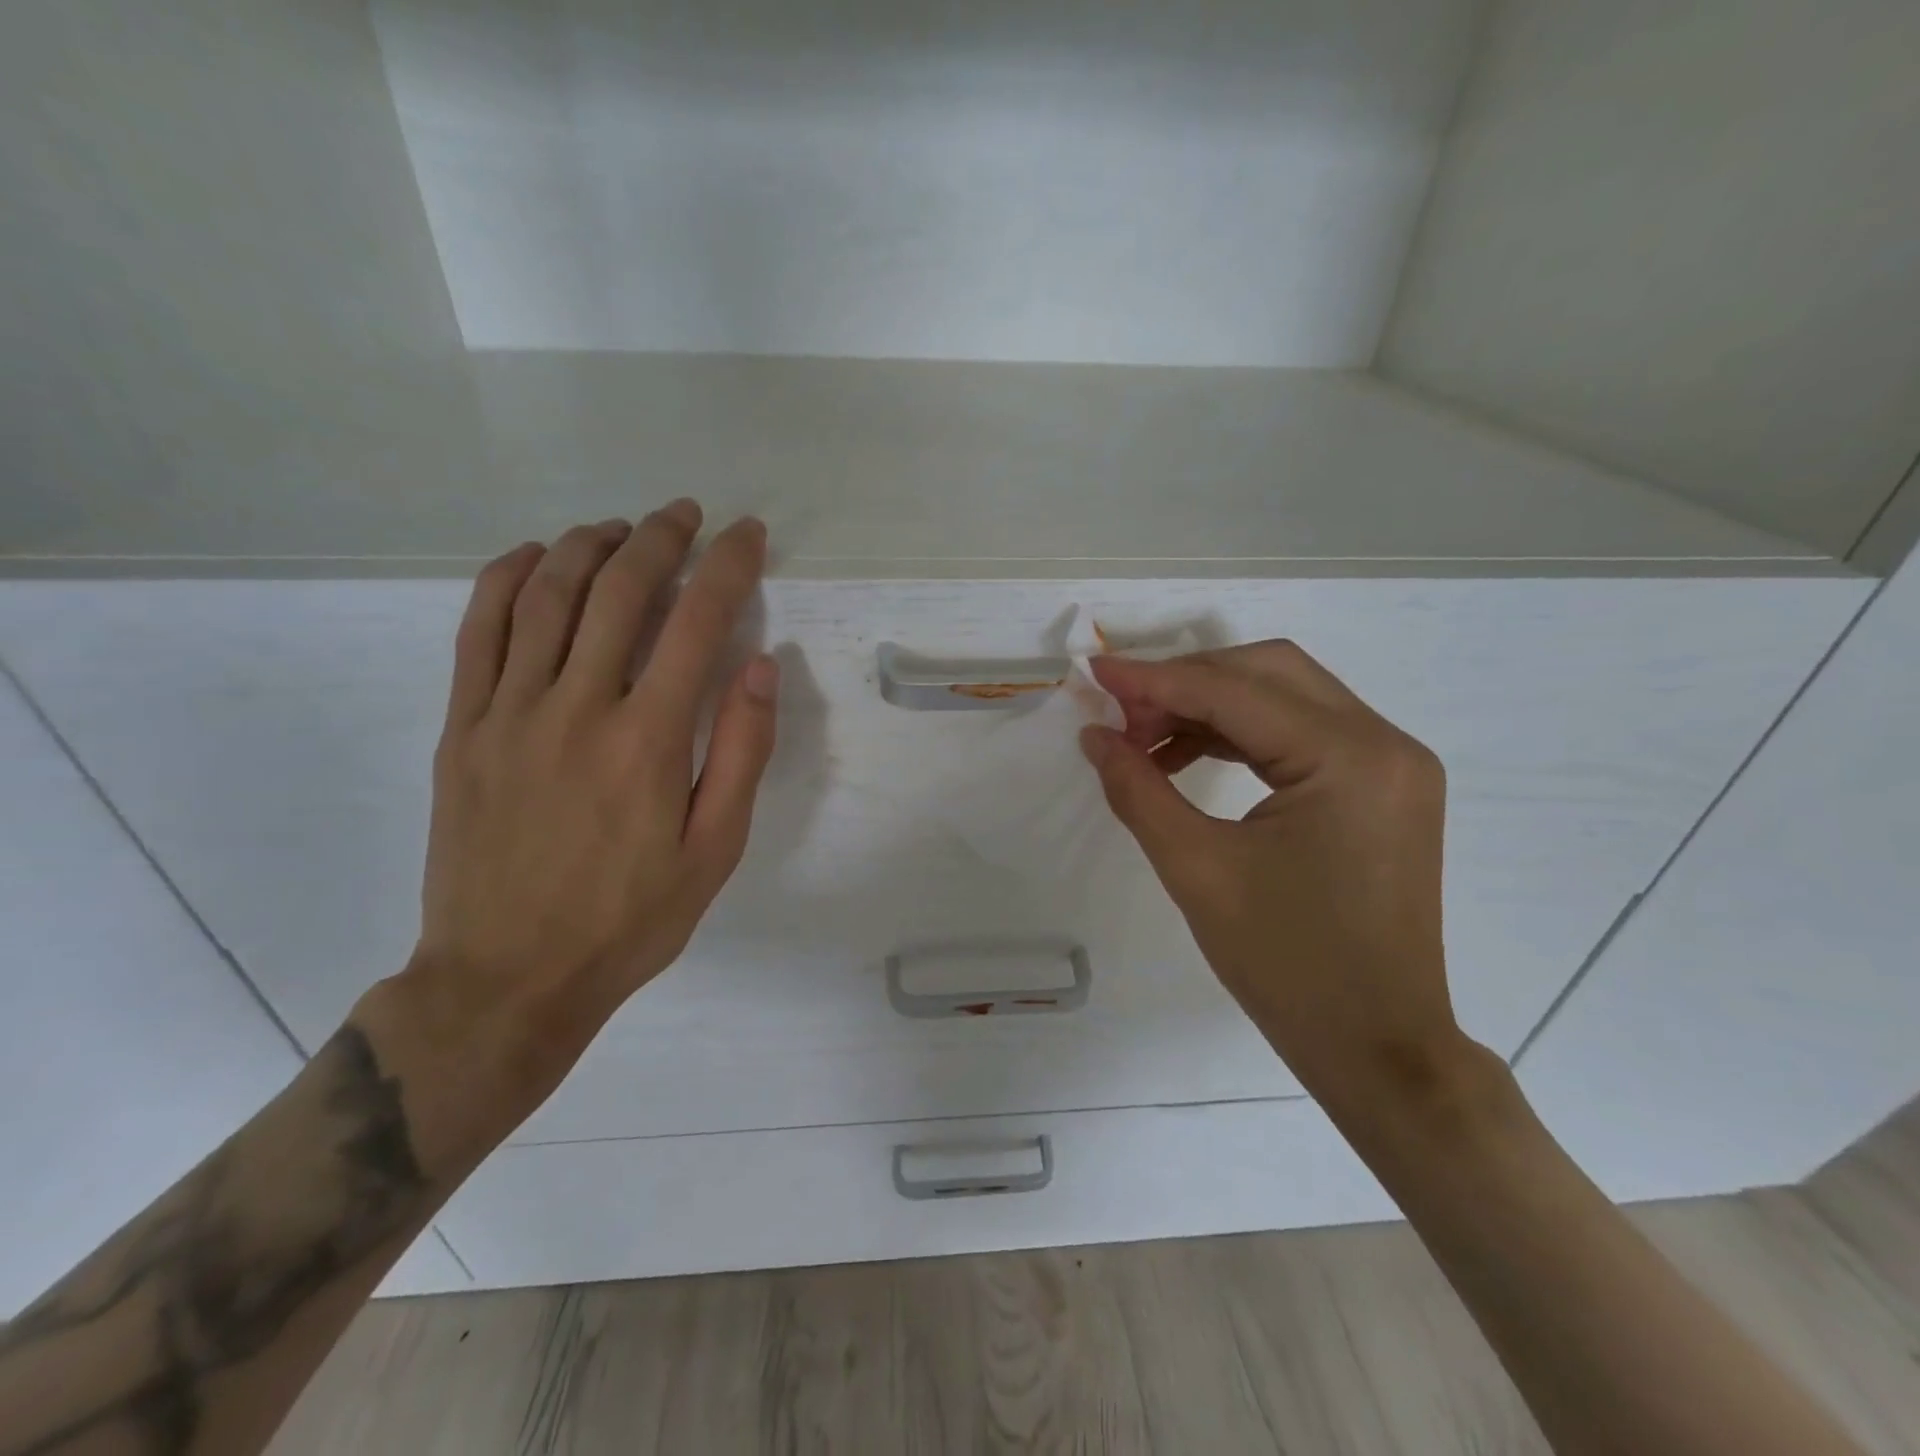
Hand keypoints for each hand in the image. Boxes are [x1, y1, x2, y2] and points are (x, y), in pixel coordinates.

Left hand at [365, 502, 777, 1166]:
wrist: (507, 978)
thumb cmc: (628, 919)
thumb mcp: (714, 850)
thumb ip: (741, 752)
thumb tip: (760, 664)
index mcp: (647, 740)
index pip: (697, 623)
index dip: (727, 566)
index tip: (746, 535)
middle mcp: (577, 708)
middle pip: (619, 591)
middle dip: (661, 538)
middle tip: (686, 514)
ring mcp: (510, 712)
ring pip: (546, 595)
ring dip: (588, 544)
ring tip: (621, 527)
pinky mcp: (465, 727)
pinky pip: (479, 630)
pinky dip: (507, 578)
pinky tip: (534, 557)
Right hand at [1082, 642, 1472, 1114]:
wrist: (1377, 1048)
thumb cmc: (1287, 966)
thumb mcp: (1197, 870)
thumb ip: (1138, 789)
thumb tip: (1094, 735)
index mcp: (1351, 759)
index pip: (1235, 692)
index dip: (1155, 679)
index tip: (1094, 671)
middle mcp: (1384, 743)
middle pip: (1268, 673)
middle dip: (1186, 682)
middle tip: (1123, 712)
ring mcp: (1391, 764)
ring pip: (1285, 697)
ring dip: (1210, 706)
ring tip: (1145, 738)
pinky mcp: (1382, 787)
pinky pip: (1301, 734)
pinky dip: (1240, 735)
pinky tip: (1188, 757)